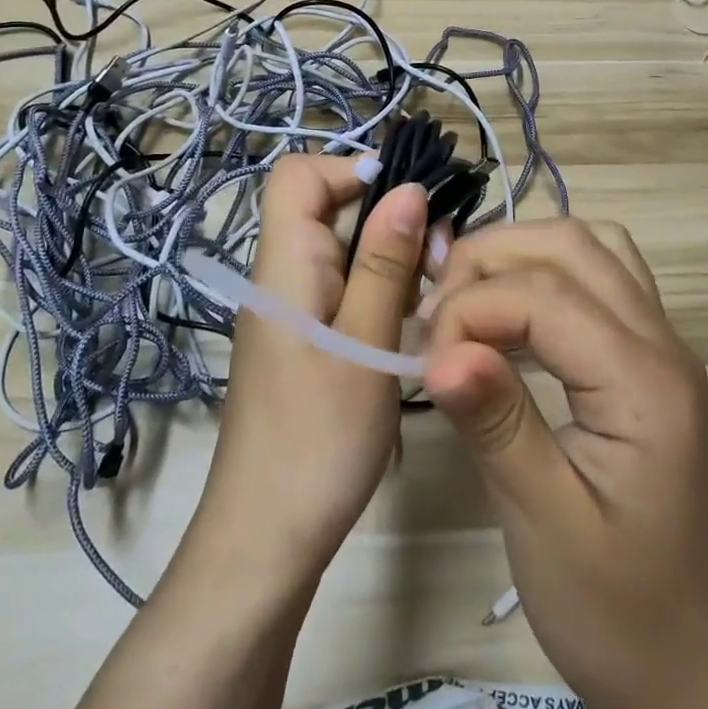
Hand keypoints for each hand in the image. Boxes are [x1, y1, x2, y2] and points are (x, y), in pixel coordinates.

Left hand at [199, 153, 427, 579]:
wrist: (266, 540)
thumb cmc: (318, 441)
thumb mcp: (365, 345)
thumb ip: (385, 263)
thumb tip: (408, 188)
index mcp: (284, 266)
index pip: (297, 175)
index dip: (349, 168)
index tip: (407, 203)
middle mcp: (281, 277)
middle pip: (325, 207)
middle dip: (387, 215)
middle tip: (441, 258)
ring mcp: (291, 311)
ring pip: (341, 249)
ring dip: (391, 255)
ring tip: (438, 289)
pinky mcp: (304, 340)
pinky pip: (342, 287)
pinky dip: (380, 287)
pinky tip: (415, 319)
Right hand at [422, 219, 707, 708]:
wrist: (672, 653)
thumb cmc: (607, 603)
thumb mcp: (542, 520)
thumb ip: (497, 423)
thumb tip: (441, 350)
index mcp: (644, 383)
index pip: (546, 296)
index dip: (472, 309)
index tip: (424, 358)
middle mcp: (663, 342)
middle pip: (572, 244)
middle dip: (492, 259)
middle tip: (437, 310)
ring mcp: (661, 341)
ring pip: (590, 245)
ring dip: (520, 252)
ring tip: (466, 298)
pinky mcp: (646, 352)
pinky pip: (600, 272)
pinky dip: (546, 269)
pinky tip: (508, 311)